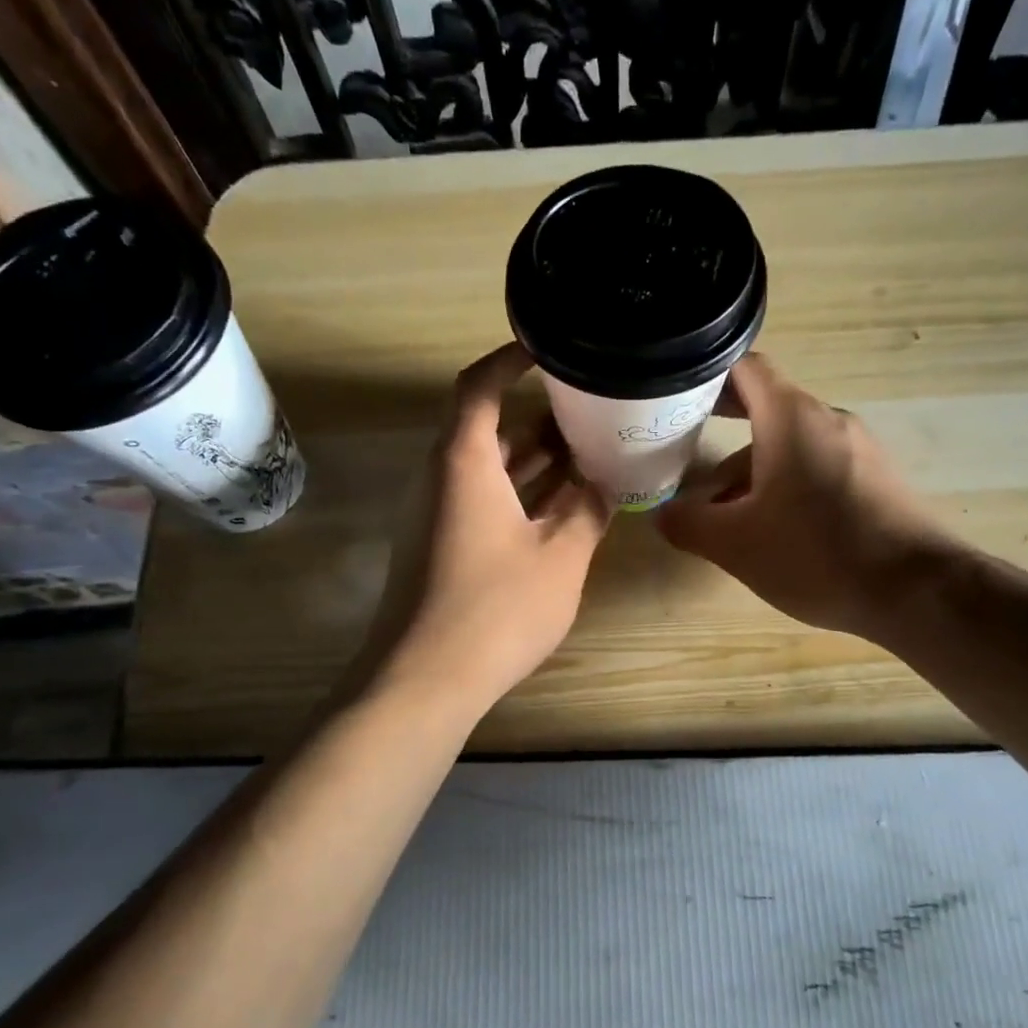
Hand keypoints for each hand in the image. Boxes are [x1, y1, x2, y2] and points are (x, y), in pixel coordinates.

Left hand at [368, 343, 610, 715]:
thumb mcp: (560, 557)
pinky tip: (559, 508)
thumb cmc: (495, 609)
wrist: (424, 680)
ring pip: (486, 469)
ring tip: (585, 455)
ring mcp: (435, 515)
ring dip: (531, 461)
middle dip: (537, 418)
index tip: (547, 348)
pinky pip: (480, 501)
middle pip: (485, 428)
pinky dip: (517, 495)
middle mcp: (441, 479)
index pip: (480, 387)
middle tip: (588, 411)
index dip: (510, 360)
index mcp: (463, 463)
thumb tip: (604, 484)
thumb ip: (586, 511)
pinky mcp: (437, 547)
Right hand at [656, 354, 948, 642]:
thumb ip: (689, 524)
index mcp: (791, 417)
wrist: (917, 590)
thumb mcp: (735, 545)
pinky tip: (776, 527)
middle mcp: (827, 419)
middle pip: (767, 406)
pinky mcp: (877, 477)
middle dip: (724, 428)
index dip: (708, 377)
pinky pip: (820, 464)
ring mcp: (859, 447)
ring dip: (753, 466)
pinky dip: (788, 481)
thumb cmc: (816, 554)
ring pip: (792, 442)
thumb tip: (663, 515)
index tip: (677, 398)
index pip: (746, 368)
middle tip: (685, 449)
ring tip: (725, 510)